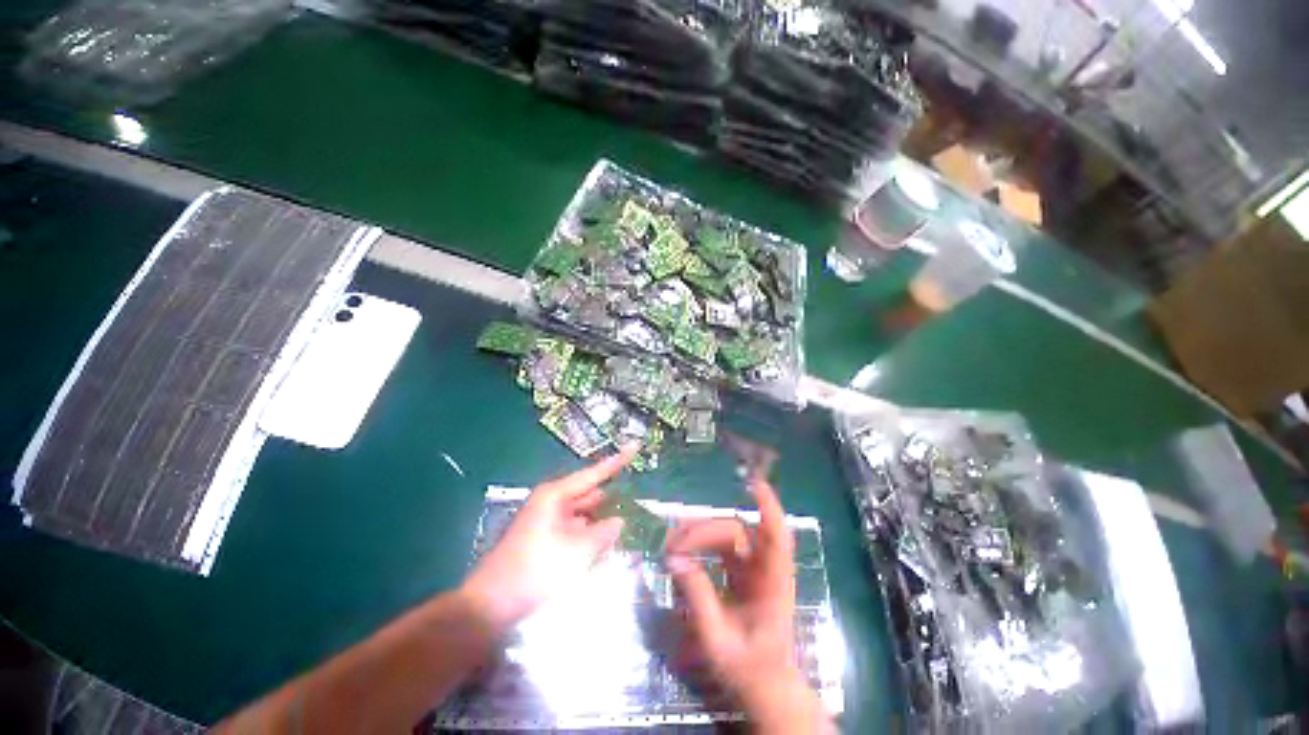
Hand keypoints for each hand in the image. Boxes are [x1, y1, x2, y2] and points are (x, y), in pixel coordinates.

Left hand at [460, 445, 633, 632]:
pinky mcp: (546, 540)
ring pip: (584, 515)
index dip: (617, 461)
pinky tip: (604, 550)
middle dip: (612, 499)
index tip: (636, 445)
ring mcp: (548, 521)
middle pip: (590, 494)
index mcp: (556, 495)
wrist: (490, 606)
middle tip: (639, 504)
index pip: (594, 473)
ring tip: (627, 528)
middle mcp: (552, 503)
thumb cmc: (535, 570)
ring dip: (601, 522)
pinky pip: (575, 531)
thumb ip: (604, 532)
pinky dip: (589, 537)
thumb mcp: (577, 551)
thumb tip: (619, 521)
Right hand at [666, 480, 831, 733]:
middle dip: (703, 530)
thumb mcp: (718, 642)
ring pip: (728, 533)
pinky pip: (722, 545)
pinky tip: (683, 548)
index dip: (769, 509)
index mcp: (773, 585)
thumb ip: (699, 600)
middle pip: (736, 531)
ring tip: (671, 544)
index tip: (754, 484)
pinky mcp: (742, 571)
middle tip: (671, 545)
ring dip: (700, 532)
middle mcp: (765, 568)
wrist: (764, 687)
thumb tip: (675, 560)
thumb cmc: (748, 670)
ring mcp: (754, 568)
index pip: (777, 539)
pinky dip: (702, 541)